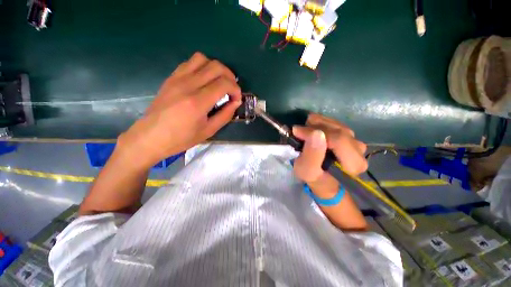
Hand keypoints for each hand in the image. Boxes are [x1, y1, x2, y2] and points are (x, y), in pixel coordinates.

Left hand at [118, 52, 241, 167]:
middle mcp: (188, 85)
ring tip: (219, 82)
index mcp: (198, 102)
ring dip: (216, 69)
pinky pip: (190, 63)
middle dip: (230, 76)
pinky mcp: (171, 78)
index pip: (224, 83)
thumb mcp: (209, 131)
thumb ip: (225, 115)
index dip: (236, 90)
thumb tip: (236, 102)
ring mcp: (177, 78)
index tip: (237, 99)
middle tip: (231, 90)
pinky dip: (202, 67)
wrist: (151, 137)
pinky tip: (204, 81)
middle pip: (216, 66)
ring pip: (202, 59)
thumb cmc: (181, 138)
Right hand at [293, 114, 367, 196]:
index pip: (338, 140)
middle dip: (313, 128)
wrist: (322, 177)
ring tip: (303, 132)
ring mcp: (354, 139)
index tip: (297, 132)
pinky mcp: (348, 133)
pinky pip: (332, 121)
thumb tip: (316, 133)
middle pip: (336, 130)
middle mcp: (358, 149)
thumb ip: (312, 155)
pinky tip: (311, 130)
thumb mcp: (307, 171)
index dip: (315, 132)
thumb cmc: (314, 177)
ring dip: (315, 124)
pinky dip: (318, 123)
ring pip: (334, 123)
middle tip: (298, 132)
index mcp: (354, 163)